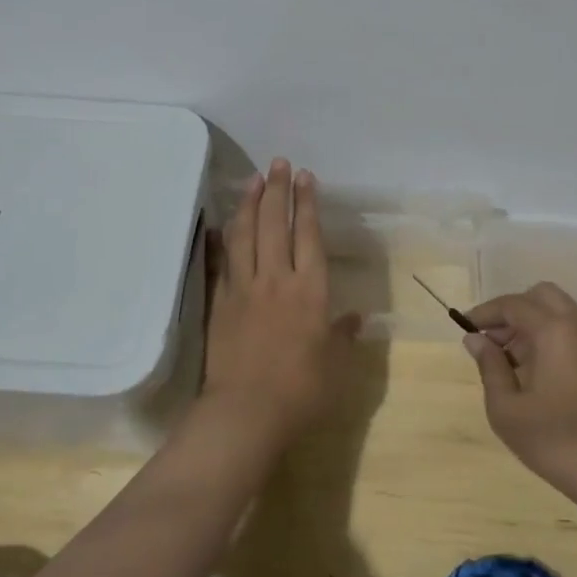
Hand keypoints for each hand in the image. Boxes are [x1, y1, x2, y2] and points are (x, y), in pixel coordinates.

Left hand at [202, 160, 360, 446]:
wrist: (246, 413)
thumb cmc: (301, 391)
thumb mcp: (336, 366)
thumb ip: (343, 336)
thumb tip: (356, 317)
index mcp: (310, 290)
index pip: (309, 235)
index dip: (308, 203)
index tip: (306, 177)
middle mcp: (277, 279)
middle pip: (276, 224)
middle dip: (279, 190)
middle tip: (280, 164)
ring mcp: (244, 288)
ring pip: (246, 234)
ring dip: (250, 204)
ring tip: (253, 180)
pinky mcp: (220, 302)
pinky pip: (223, 260)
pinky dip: (224, 237)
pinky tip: (223, 223)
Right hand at [463, 283, 576, 504]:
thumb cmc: (556, 440)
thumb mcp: (507, 409)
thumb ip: (489, 366)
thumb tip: (476, 339)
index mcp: (554, 330)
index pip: (513, 304)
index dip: (485, 312)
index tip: (464, 327)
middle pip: (541, 296)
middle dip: (512, 310)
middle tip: (491, 339)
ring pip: (557, 312)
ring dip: (530, 323)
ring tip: (507, 358)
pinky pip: (570, 331)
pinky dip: (547, 336)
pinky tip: (531, 370)